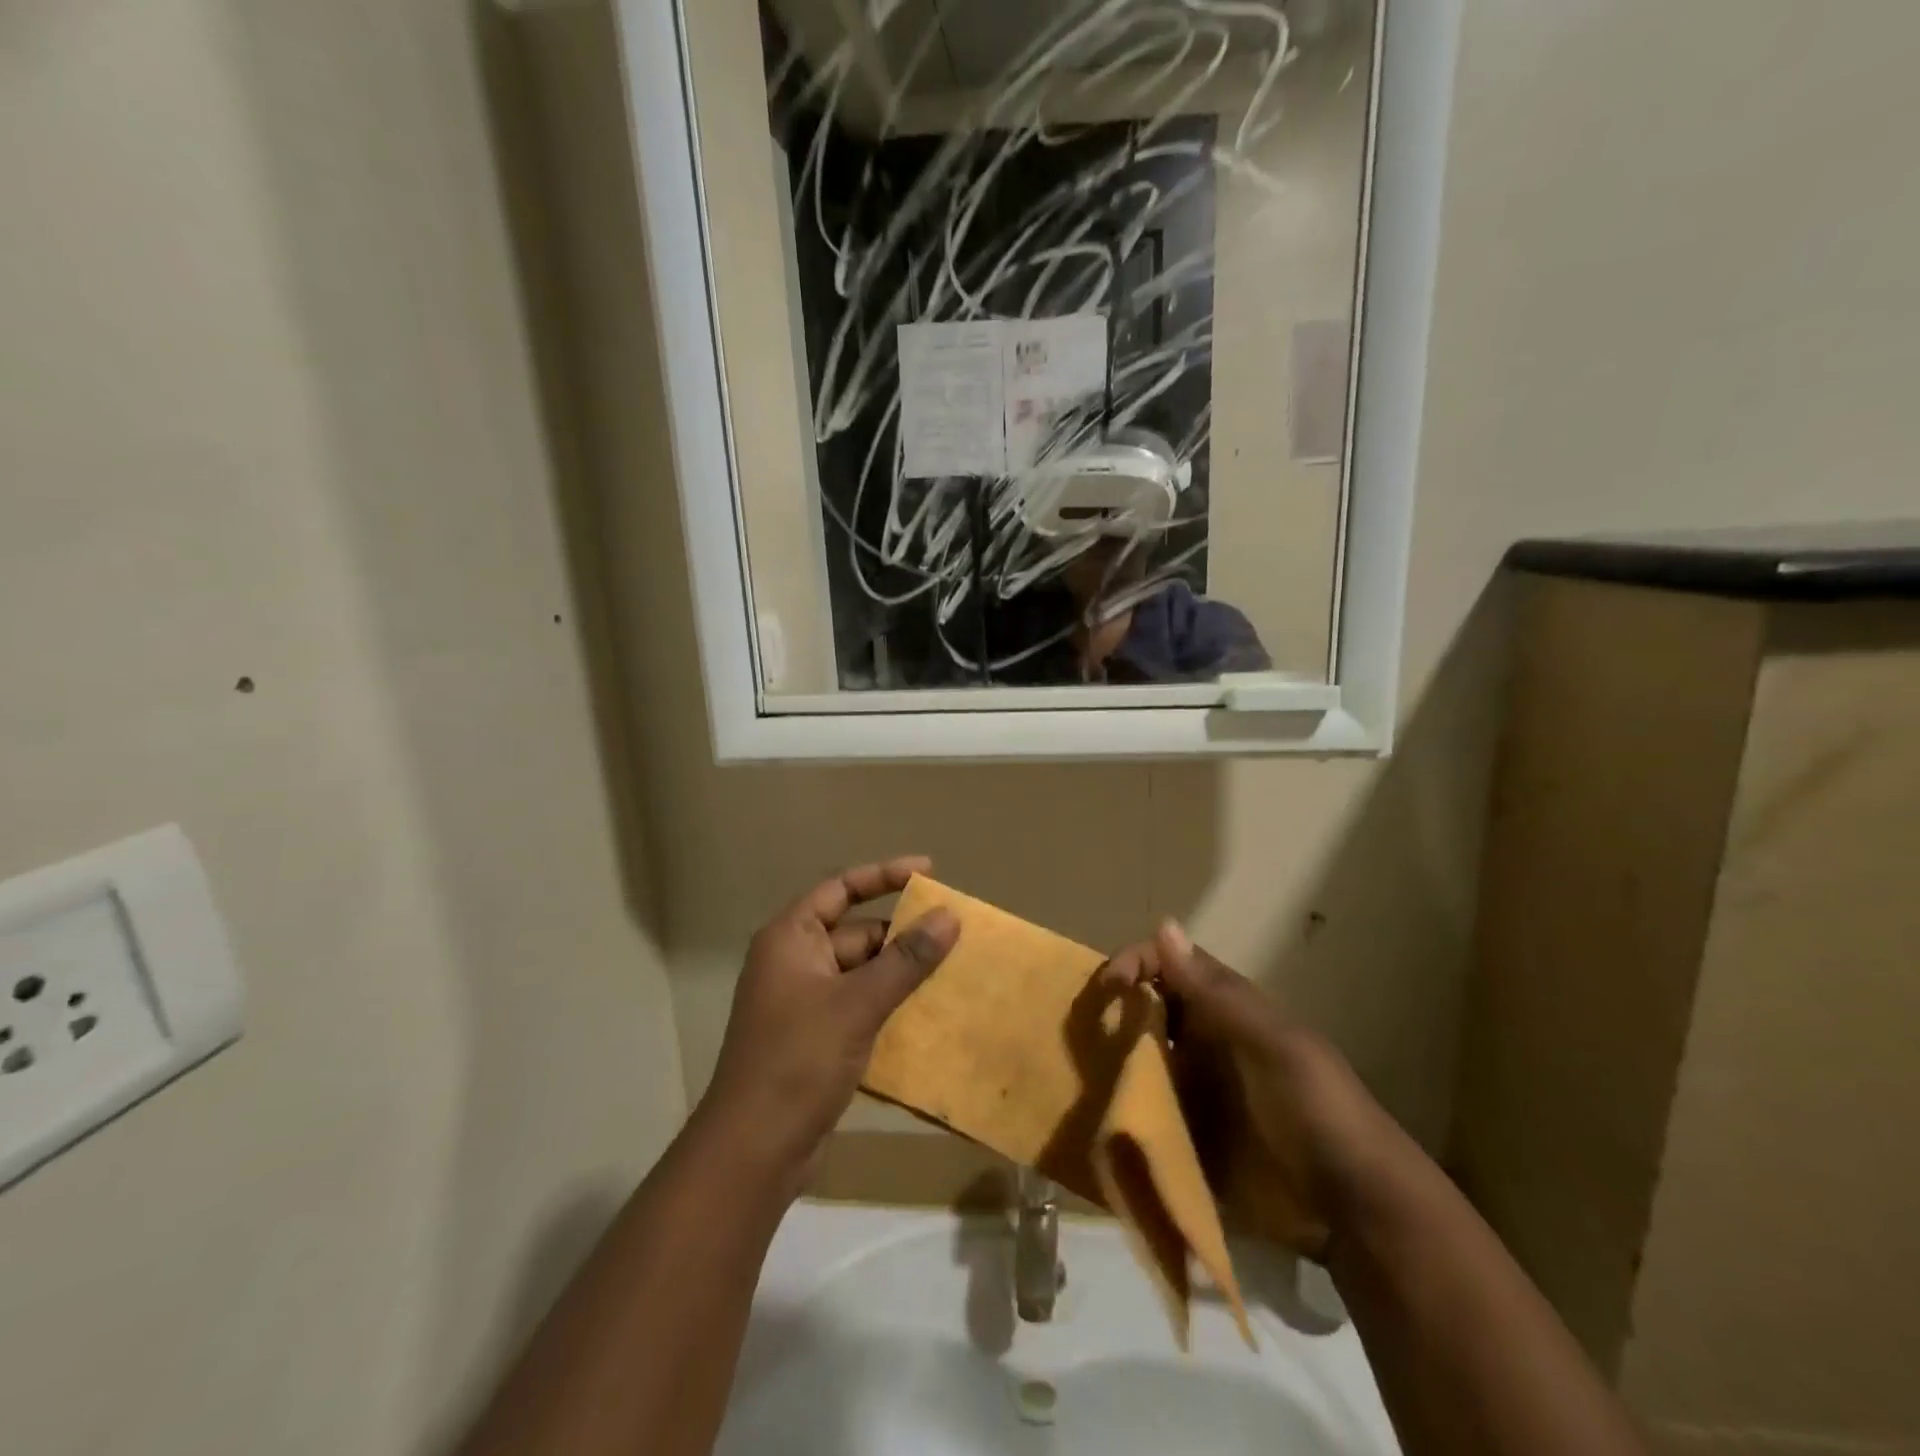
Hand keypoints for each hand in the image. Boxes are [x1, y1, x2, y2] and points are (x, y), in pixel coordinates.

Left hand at [698, 857, 959, 1190]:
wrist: (753, 1151)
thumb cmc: (798, 1060)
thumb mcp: (857, 1003)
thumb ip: (905, 959)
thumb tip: (949, 917)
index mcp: (791, 939)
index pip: (841, 888)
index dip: (884, 875)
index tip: (929, 871)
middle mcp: (795, 962)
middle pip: (856, 932)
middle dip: (902, 933)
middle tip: (954, 934)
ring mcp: (805, 1002)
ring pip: (862, 972)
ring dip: (901, 973)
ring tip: (954, 970)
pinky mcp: (816, 1038)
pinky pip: (861, 1005)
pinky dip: (891, 1004)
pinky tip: (930, 1013)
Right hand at [1103, 921, 1414, 1260]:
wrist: (1357, 1211)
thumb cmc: (1318, 1111)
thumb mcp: (1276, 1045)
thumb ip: (1218, 994)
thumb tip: (1163, 924)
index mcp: (1223, 1011)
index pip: (1168, 967)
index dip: (1135, 963)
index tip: (1107, 989)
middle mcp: (1201, 1043)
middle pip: (1143, 1013)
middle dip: (1109, 1015)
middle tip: (1077, 1036)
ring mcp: (1192, 1093)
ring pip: (1136, 1064)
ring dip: (1106, 1066)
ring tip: (1076, 1079)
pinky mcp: (1186, 1140)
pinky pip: (1142, 1118)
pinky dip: (1117, 1116)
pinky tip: (1092, 1122)